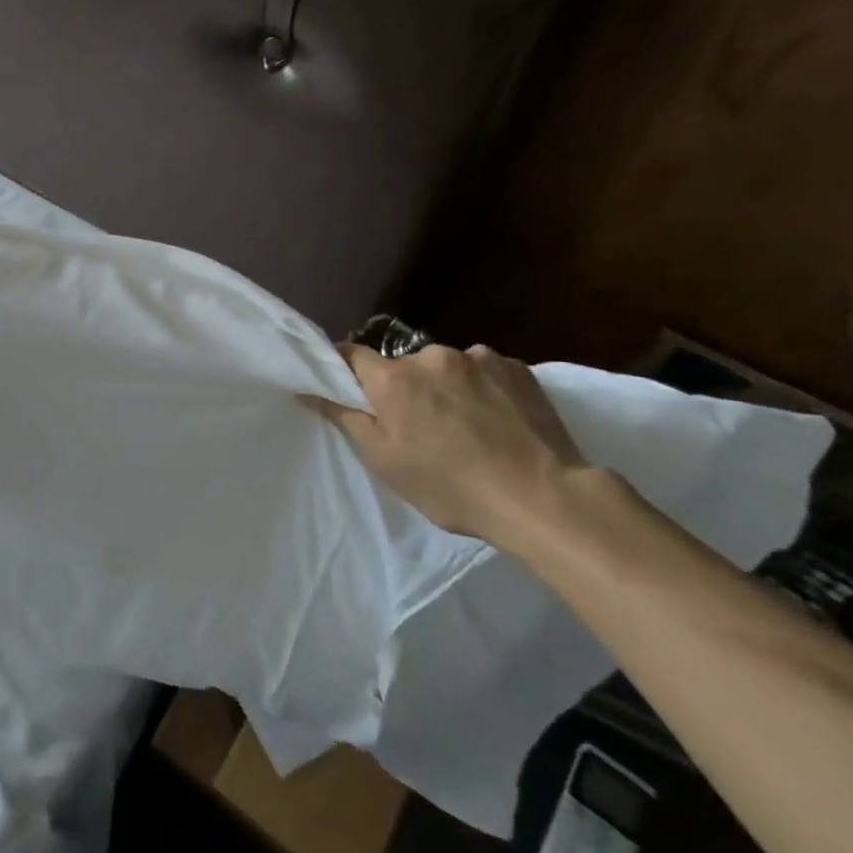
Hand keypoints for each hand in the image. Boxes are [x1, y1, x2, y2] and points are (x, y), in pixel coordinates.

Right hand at [318, 342, 594, 547]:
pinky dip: (485, 388)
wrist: (545, 498)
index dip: (348, 370)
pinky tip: (500, 421)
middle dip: (408, 387)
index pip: (352, 354)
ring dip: (449, 387)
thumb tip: (307, 389)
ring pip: (448, 368)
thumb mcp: (385, 461)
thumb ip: (345, 418)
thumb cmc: (451, 486)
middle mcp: (431, 356)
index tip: (354, 390)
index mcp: (393, 378)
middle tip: (423, 427)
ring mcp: (478, 357)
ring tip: (471, 426)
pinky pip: (486, 371)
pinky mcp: (518, 367)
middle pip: (405, 365)